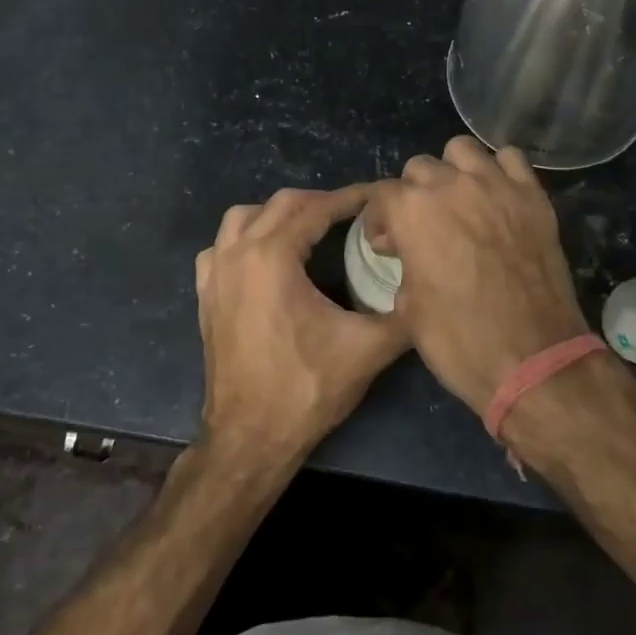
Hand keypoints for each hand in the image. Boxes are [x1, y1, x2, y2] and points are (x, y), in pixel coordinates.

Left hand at [195, 185, 409, 473]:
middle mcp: (237, 254)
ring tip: (310, 229)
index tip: (379, 197)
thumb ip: (404, 314)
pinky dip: (245, 239)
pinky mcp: (206, 296)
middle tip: (353, 213)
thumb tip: (430, 290)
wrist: (250, 437)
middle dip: (320, 202)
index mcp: (273, 257)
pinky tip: (265, 258)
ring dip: (278, 215)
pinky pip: (221, 247)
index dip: (352, 199)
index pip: (317, 209)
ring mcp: (215, 274)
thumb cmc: (306, 388)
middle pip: (280, 205)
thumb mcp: (368, 349)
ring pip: (243, 218)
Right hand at [366, 136, 588, 412]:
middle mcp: (451, 185)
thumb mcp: (408, 308)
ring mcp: (496, 185)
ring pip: (463, 150)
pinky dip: (499, 171)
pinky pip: (511, 160)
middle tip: (424, 228)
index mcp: (411, 210)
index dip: (381, 221)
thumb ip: (403, 264)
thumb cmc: (459, 339)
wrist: (532, 358)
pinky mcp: (533, 196)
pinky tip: (497, 198)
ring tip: (460, 202)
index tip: (388, 245)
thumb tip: (407, 251)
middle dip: (414, 195)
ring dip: (454, 171)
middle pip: (420, 167)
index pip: (383, 195)